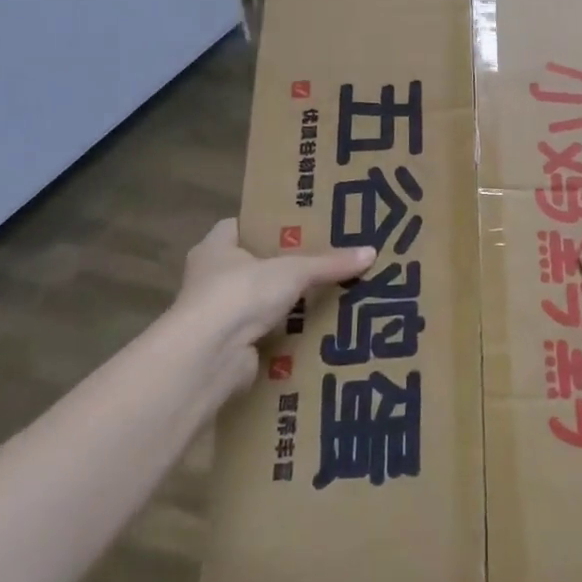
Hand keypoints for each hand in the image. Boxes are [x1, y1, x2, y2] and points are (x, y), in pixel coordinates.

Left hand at [171, 218, 373, 393]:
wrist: (209, 356)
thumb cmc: (241, 294)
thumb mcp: (293, 271)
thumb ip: (330, 263)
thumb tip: (372, 252)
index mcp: (215, 248)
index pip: (241, 226)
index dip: (269, 225)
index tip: (302, 226)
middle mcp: (211, 278)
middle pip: (255, 265)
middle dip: (287, 266)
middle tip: (327, 260)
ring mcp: (218, 315)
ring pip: (262, 302)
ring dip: (289, 303)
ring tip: (331, 295)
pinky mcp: (231, 346)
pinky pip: (266, 333)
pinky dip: (288, 333)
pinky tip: (318, 330)